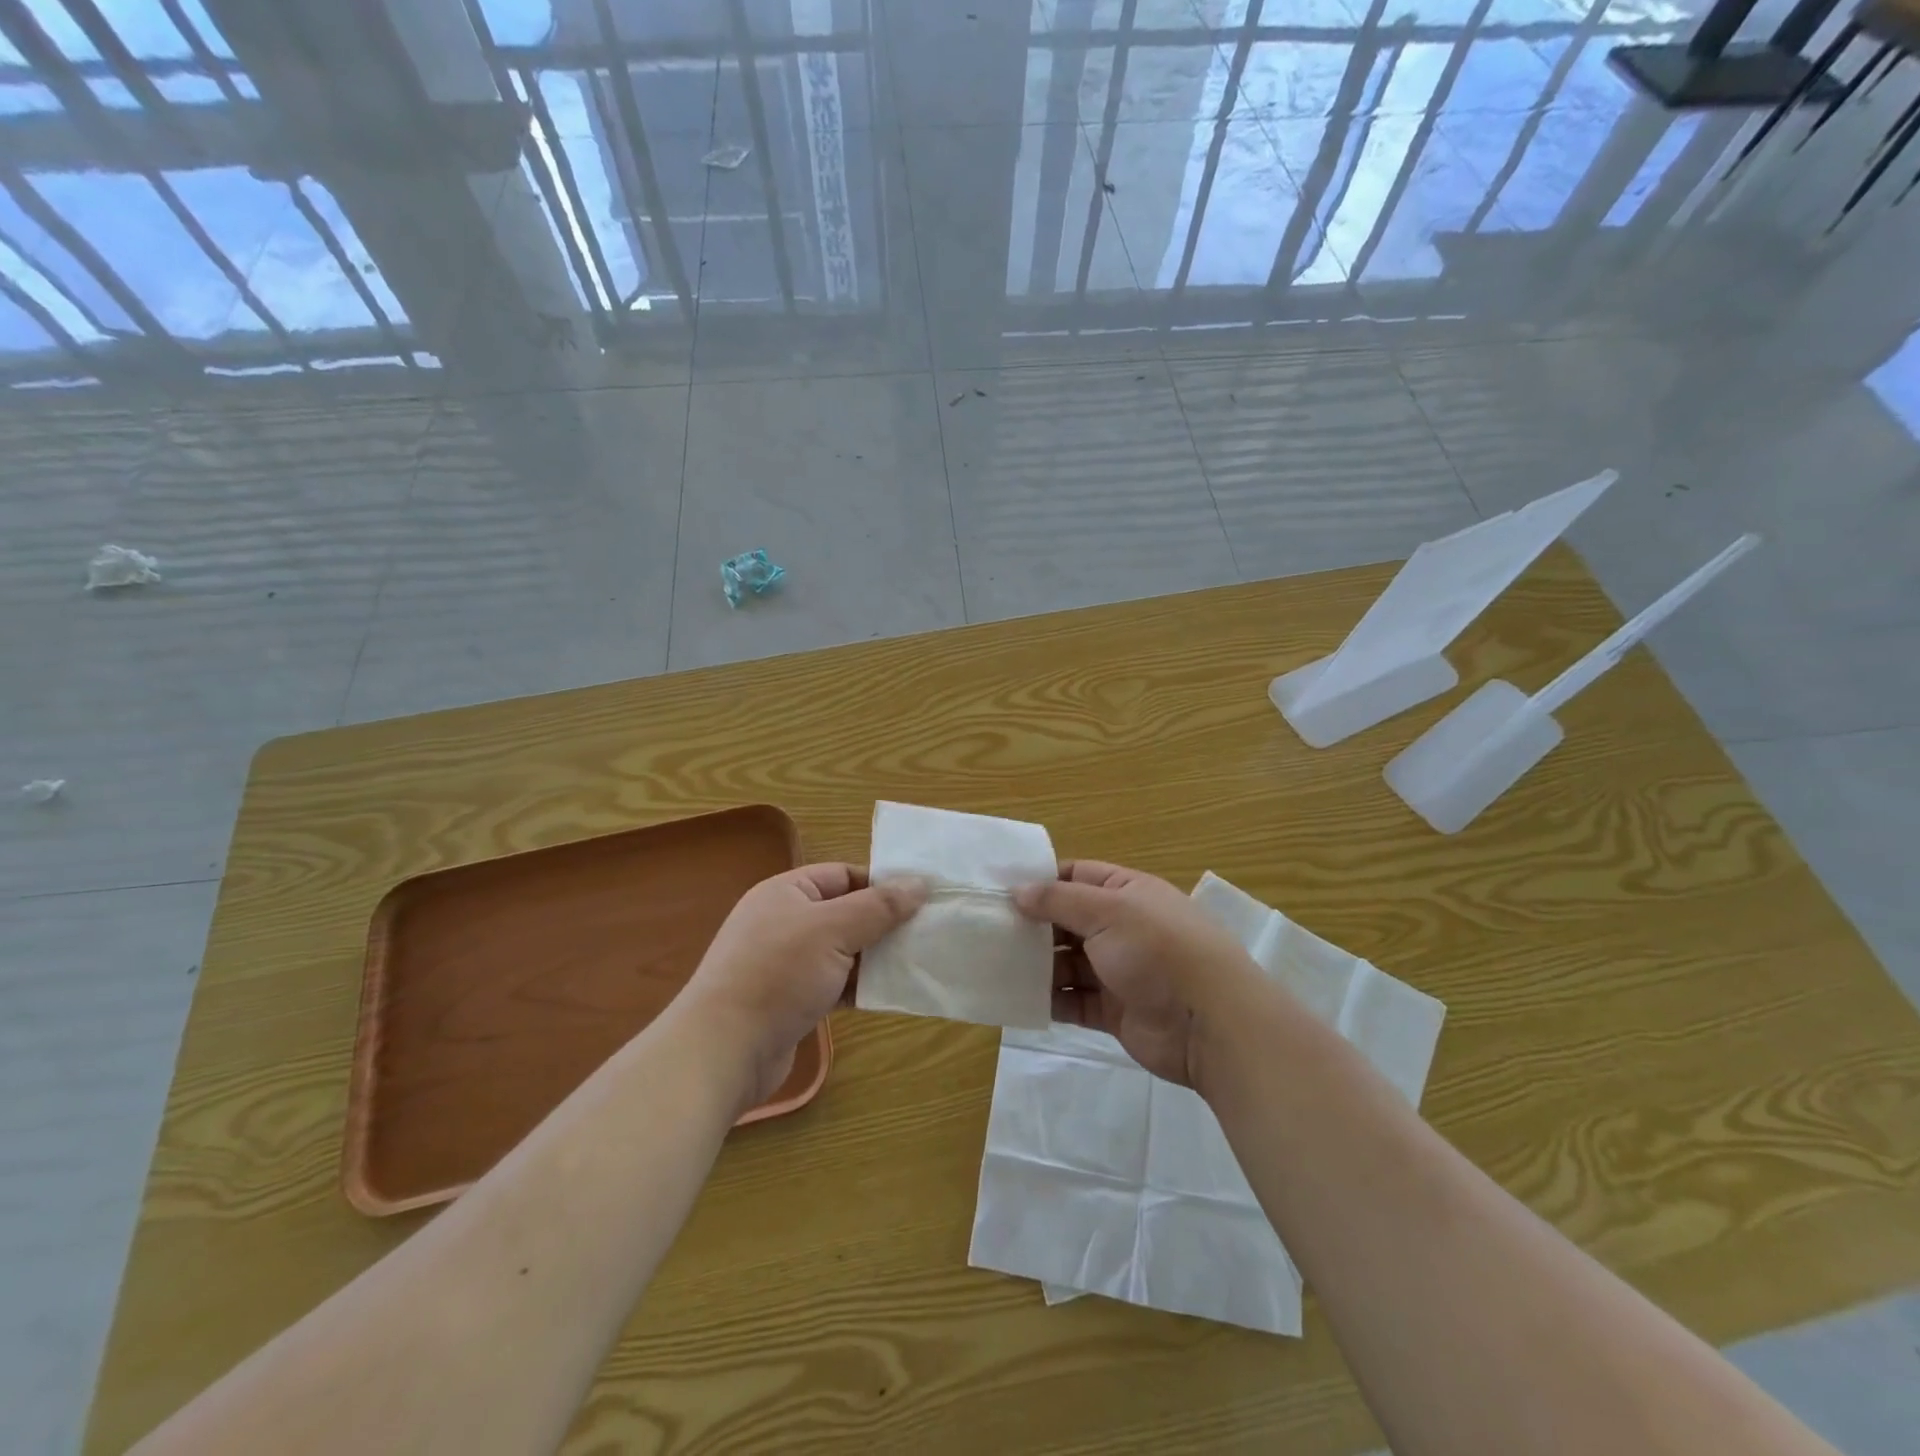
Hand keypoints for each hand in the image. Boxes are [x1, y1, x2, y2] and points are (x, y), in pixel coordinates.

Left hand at [687, 864, 926, 1106]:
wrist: (723, 1051)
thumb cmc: (778, 974)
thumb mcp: (834, 930)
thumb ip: (879, 906)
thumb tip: (920, 883)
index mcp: (787, 892)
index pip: (844, 875)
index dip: (882, 884)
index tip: (922, 900)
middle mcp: (784, 921)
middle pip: (846, 912)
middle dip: (883, 923)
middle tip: (926, 933)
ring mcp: (785, 962)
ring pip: (842, 950)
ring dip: (874, 957)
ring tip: (915, 963)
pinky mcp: (789, 999)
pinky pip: (833, 982)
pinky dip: (858, 986)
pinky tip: (887, 994)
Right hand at [1014, 861, 1253, 1086]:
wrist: (1209, 1023)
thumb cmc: (1158, 950)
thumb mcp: (1108, 910)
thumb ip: (1059, 900)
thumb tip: (1018, 891)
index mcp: (1127, 892)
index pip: (1077, 876)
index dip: (1041, 881)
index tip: (1001, 890)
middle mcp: (1122, 927)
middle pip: (1068, 921)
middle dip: (1033, 926)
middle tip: (989, 930)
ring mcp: (1118, 971)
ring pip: (1067, 962)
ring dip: (1037, 965)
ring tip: (995, 965)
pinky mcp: (1113, 1010)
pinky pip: (1072, 1001)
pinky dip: (1048, 1000)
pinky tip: (1017, 998)